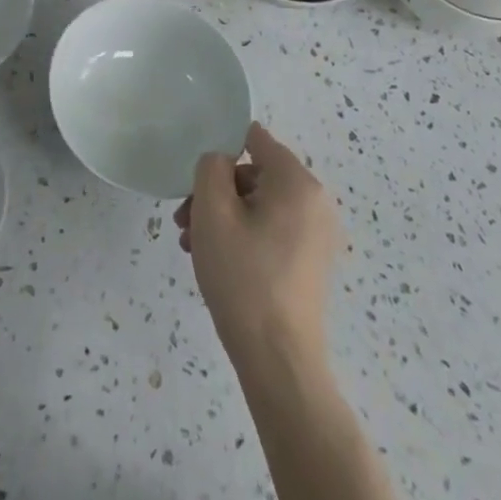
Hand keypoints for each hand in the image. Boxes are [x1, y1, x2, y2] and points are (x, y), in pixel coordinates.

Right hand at [175, 123, 341, 365]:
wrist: (278, 359)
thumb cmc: (243, 276)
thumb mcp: (213, 212)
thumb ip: (211, 168)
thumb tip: (221, 159)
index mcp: (297, 183)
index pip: (256, 139)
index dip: (222, 148)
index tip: (196, 175)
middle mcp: (315, 202)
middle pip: (254, 175)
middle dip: (215, 191)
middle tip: (184, 219)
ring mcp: (316, 235)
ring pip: (258, 205)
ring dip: (222, 216)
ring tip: (191, 244)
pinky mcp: (309, 262)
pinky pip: (270, 230)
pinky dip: (241, 235)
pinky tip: (214, 260)